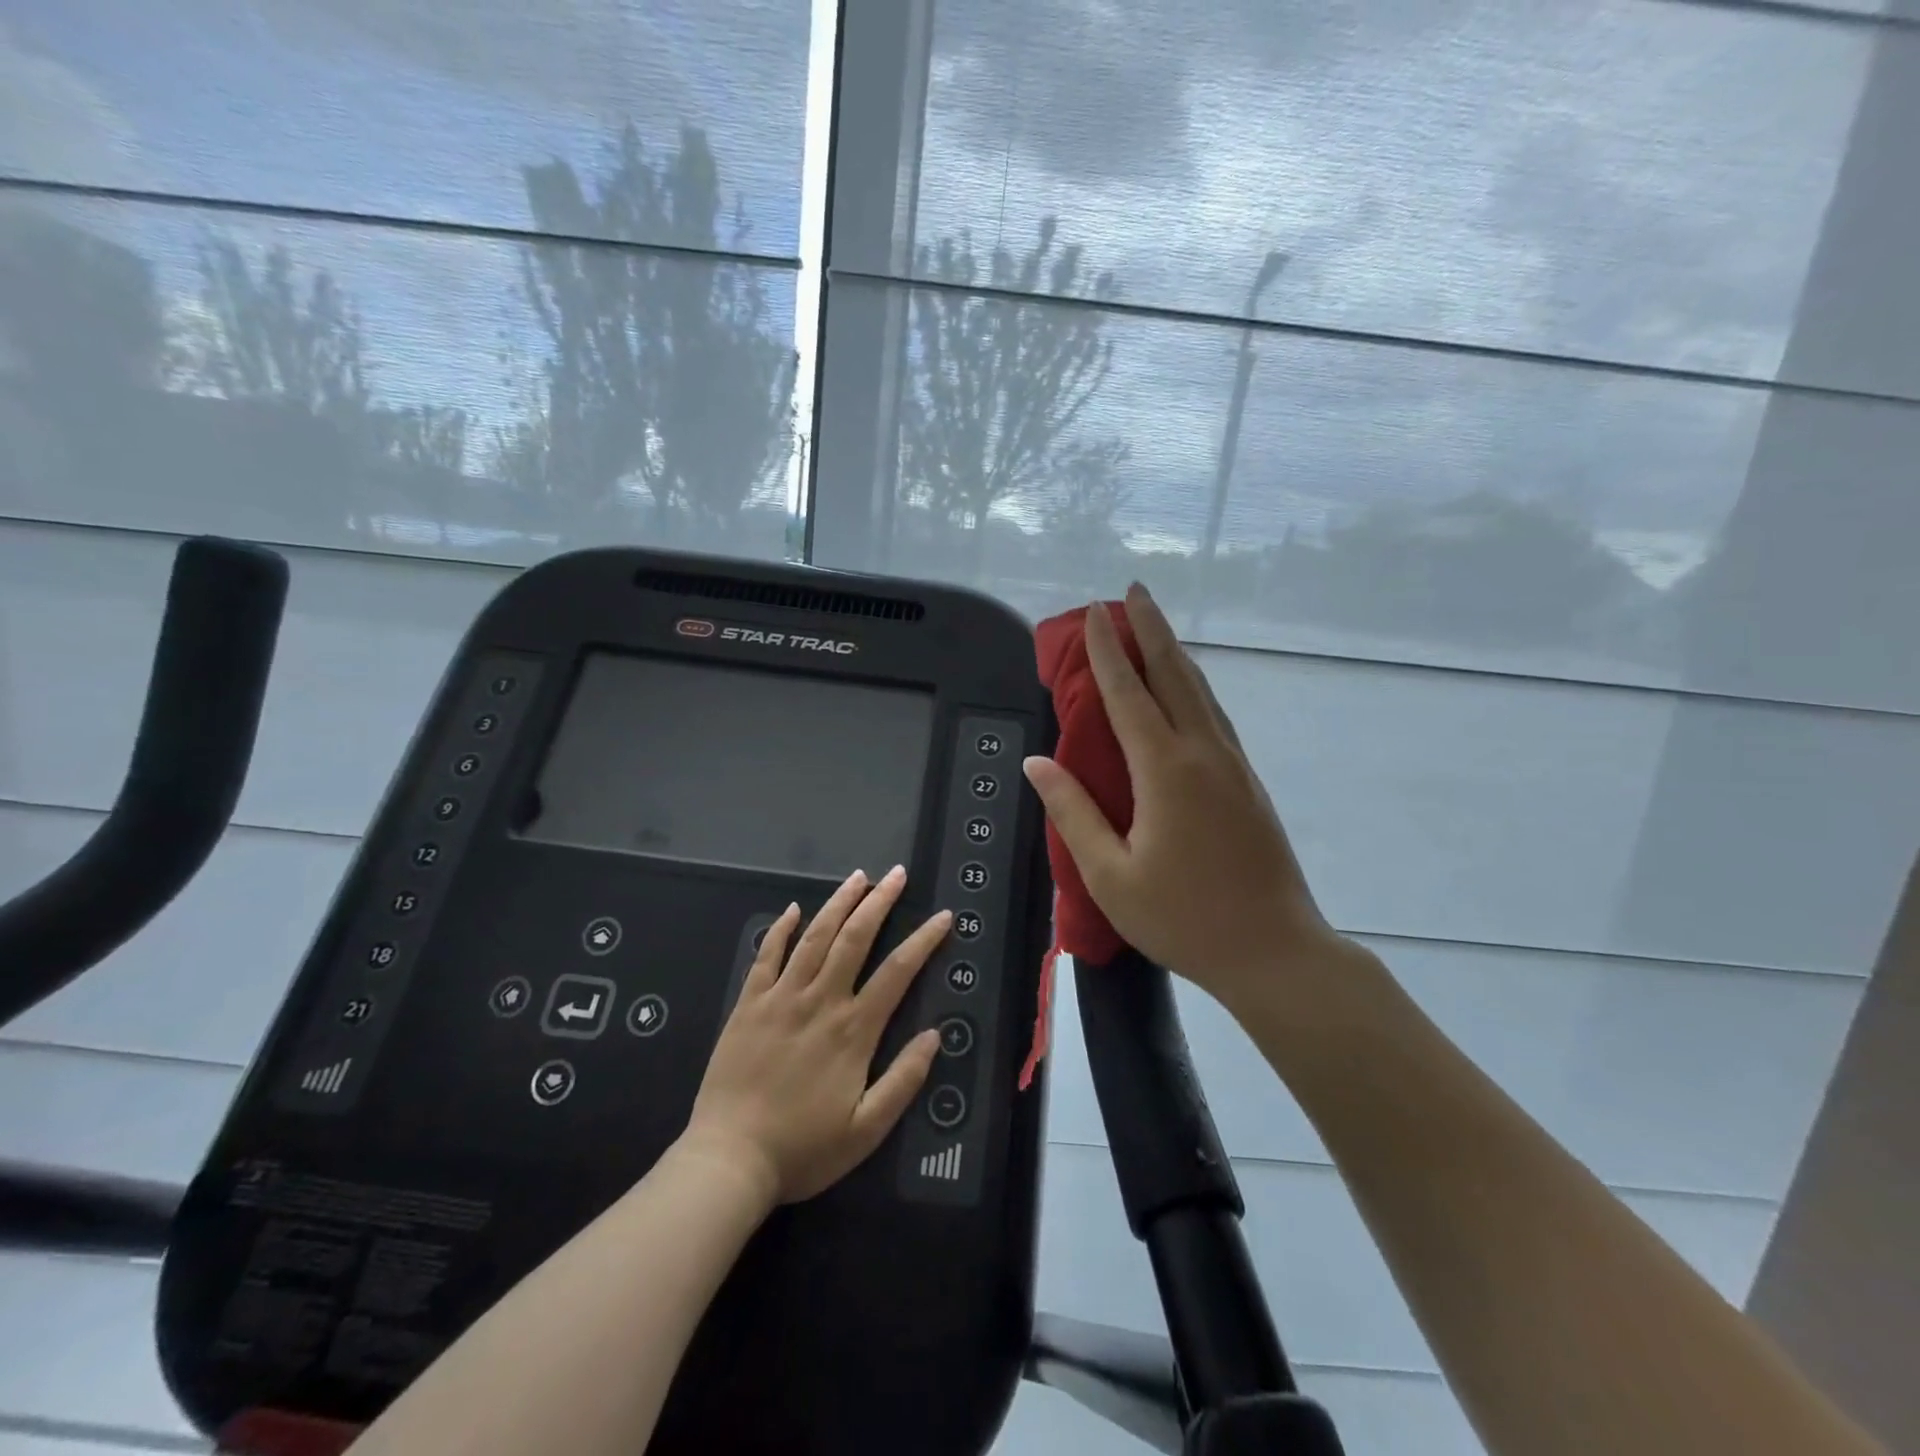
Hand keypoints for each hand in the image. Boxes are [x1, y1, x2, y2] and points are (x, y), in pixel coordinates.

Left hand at [681, 866, 945, 1205]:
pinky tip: (793, 909)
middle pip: (854, 938)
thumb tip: (934, 1035)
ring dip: (838, 903)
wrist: (729, 1160)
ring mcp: (781, 998)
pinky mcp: (748, 1004)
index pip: (897, 971)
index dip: (923, 940)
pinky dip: (781, 929)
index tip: (942, 917)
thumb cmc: (803, 1149)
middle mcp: (820, 1001)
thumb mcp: (867, 1129)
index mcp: (853, 1029)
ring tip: (858, 877)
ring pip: (814, 937)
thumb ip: (904, 1080)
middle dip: (879, 902)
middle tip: (896, 874)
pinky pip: (766, 956)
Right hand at [1022, 584, 1355, 1014]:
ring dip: (1175, 652)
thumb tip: (1036, 764)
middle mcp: (1203, 753)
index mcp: (1165, 770)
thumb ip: (1072, 812)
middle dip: (1152, 628)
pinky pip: (1215, 716)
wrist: (1274, 951)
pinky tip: (1188, 690)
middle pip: (1174, 674)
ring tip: (1156, 626)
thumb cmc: (1183, 918)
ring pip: (1200, 692)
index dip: (1108, 650)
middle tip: (1135, 589)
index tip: (1096, 610)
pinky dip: (1194, 687)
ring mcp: (1233, 765)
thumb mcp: (1111, 875)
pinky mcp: (1248, 782)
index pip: (1127, 694)